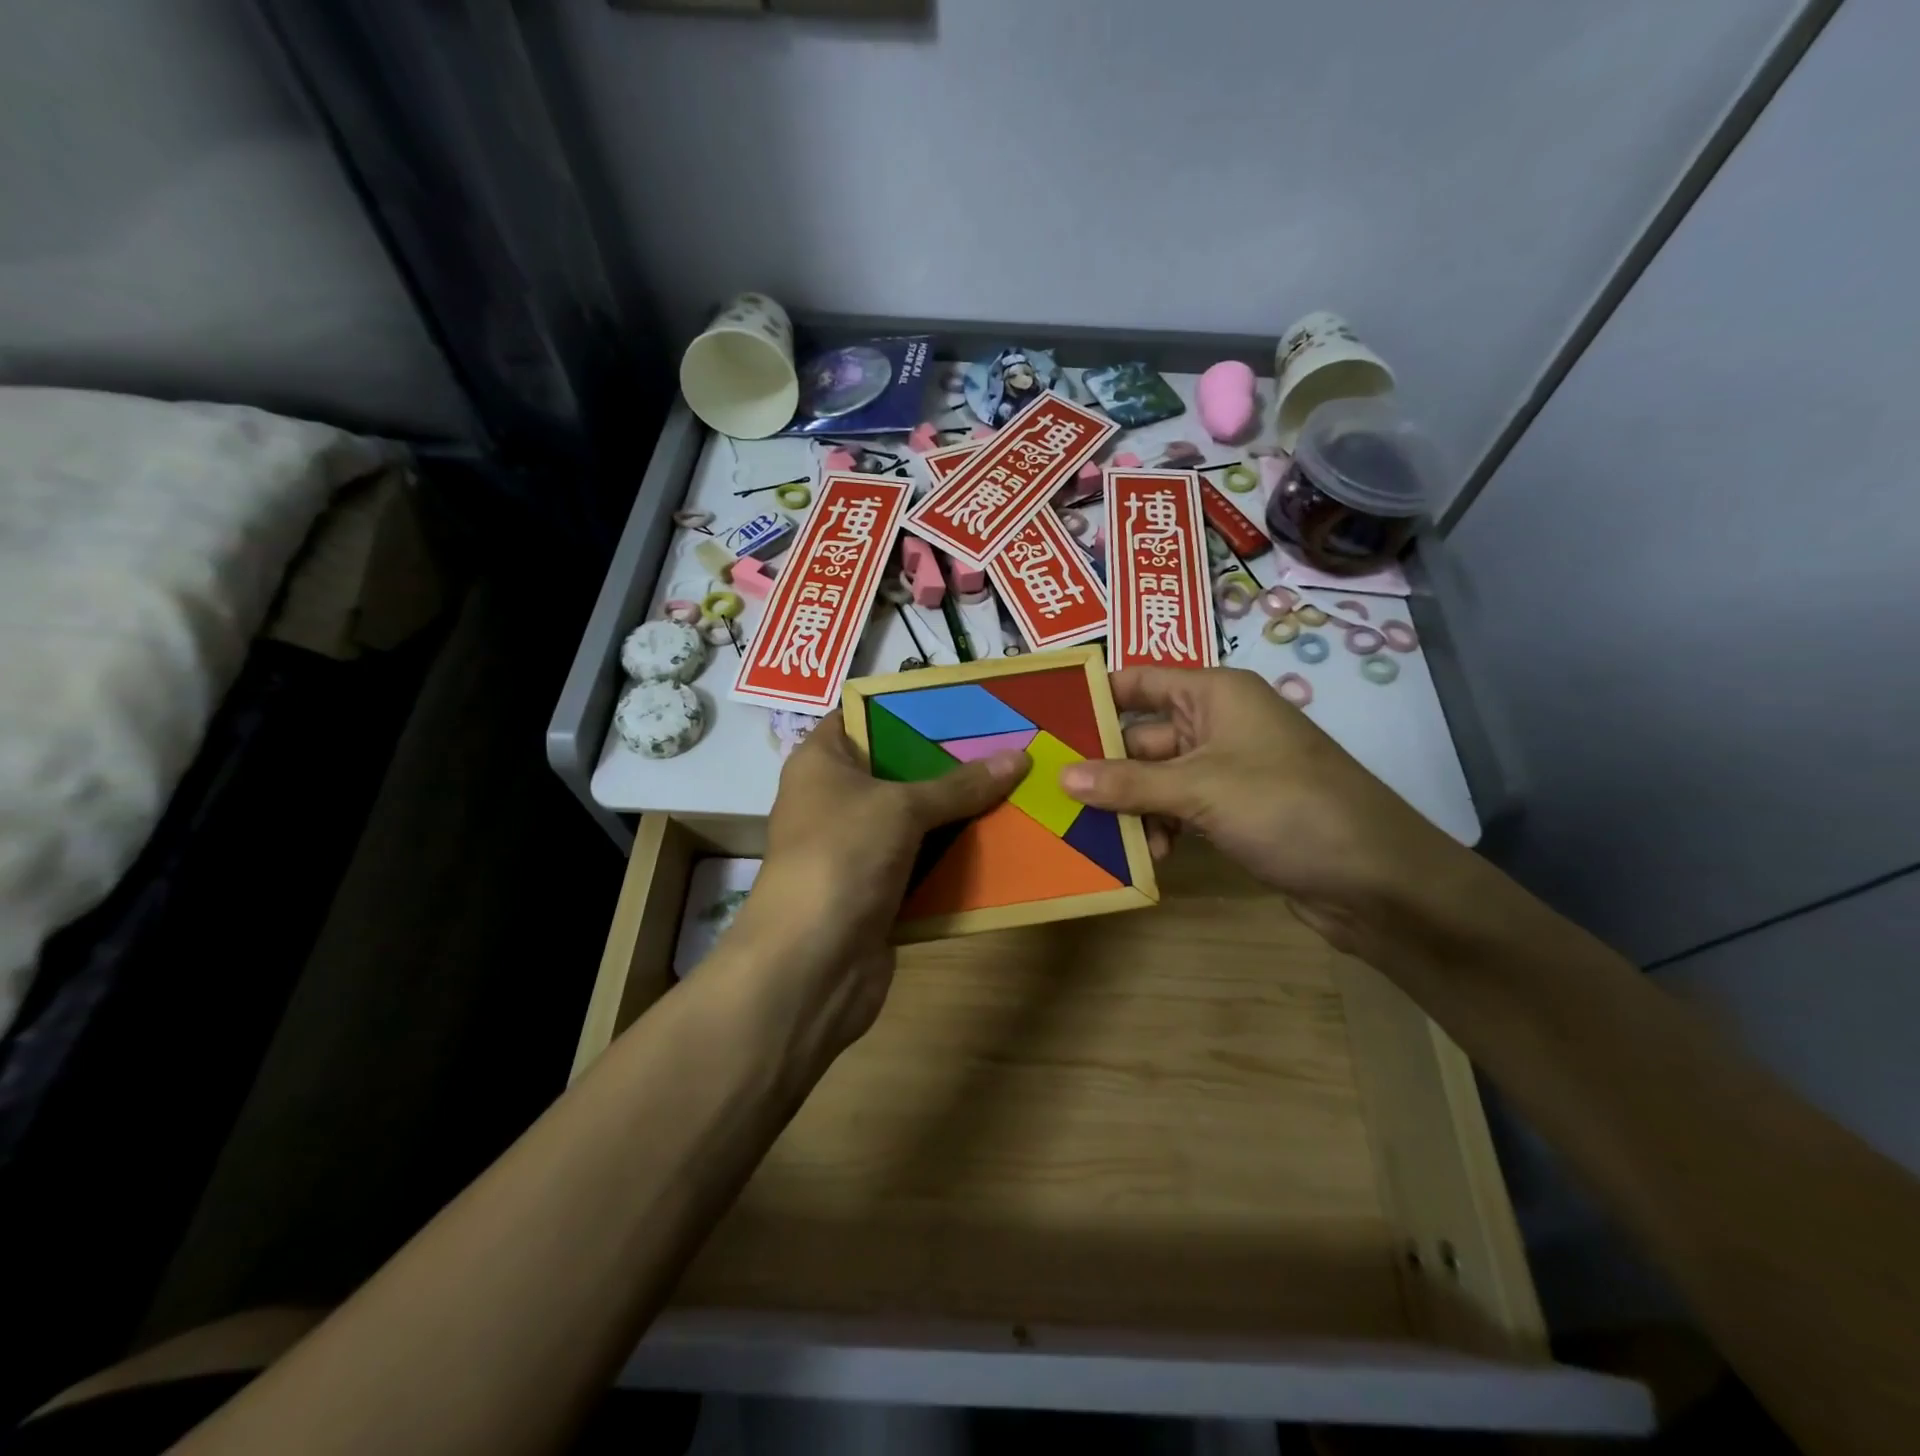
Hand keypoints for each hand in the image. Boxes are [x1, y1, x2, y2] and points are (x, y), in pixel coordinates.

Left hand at [718, 712, 1026, 1072]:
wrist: (812, 965)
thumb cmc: (842, 856)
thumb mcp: (902, 807)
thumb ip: (959, 784)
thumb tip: (1020, 757)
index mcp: (821, 762)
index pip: (860, 716)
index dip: (906, 706)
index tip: (962, 703)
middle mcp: (834, 800)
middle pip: (896, 769)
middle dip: (948, 762)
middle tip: (1004, 743)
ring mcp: (855, 848)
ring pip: (915, 820)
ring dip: (958, 813)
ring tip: (1015, 786)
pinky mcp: (876, 891)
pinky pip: (923, 863)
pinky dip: (954, 857)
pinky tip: (1002, 842)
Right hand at [1058, 667, 1457, 951]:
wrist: (1376, 879)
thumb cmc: (1287, 808)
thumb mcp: (1199, 790)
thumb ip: (1127, 783)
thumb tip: (1062, 775)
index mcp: (1215, 694)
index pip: (1138, 681)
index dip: (1094, 695)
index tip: (1044, 719)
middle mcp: (1218, 723)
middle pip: (1141, 735)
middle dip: (1103, 765)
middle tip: (1053, 791)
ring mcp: (1226, 769)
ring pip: (1156, 778)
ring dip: (1131, 805)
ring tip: (1100, 835)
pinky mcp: (1233, 810)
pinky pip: (1177, 809)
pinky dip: (1159, 827)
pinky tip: (1148, 855)